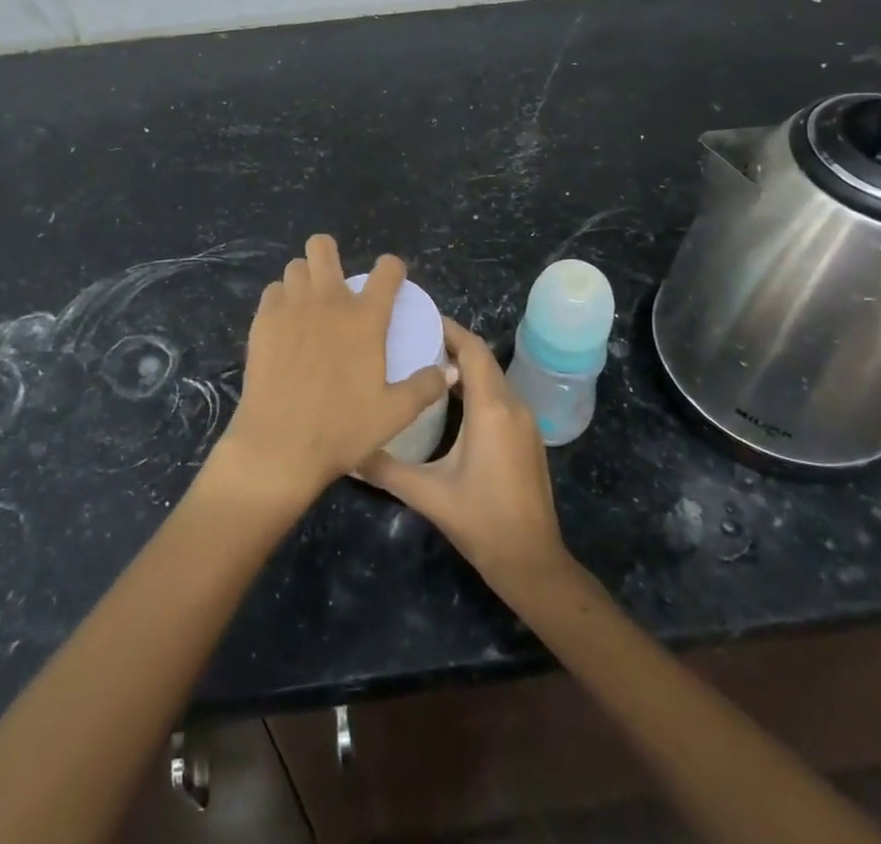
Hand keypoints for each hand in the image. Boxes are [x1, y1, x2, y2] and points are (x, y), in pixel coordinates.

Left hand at [214, 236, 450, 509]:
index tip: (391, 278)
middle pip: (322, 247)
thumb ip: (425, 387)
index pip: (386, 271)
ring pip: (295, 267)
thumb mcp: (394, 414)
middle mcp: (328, 302)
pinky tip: (285, 322)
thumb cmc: (342, 430)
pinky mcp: (263, 322)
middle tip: (336, 282)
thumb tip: (450, 370)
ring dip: (305, 278)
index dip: (392, 268)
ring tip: (309, 302)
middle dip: (330, 254)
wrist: (280, 446)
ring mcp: (291, 308)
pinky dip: (281, 299)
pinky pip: (272, 292)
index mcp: (365, 319)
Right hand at [358, 319, 568, 596]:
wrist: (533, 563)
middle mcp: (513, 405)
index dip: (448, 329)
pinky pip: (500, 395)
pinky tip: (449, 400)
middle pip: (483, 358)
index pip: (472, 349)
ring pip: (493, 376)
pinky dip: (476, 385)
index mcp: (491, 409)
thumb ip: (385, 468)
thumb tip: (347, 452)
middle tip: (412, 338)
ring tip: (424, 363)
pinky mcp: (528, 437)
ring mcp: (526, 421)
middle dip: (451, 343)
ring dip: (464, 365)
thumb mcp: (428, 494)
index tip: (417, 318)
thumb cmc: (481, 522)